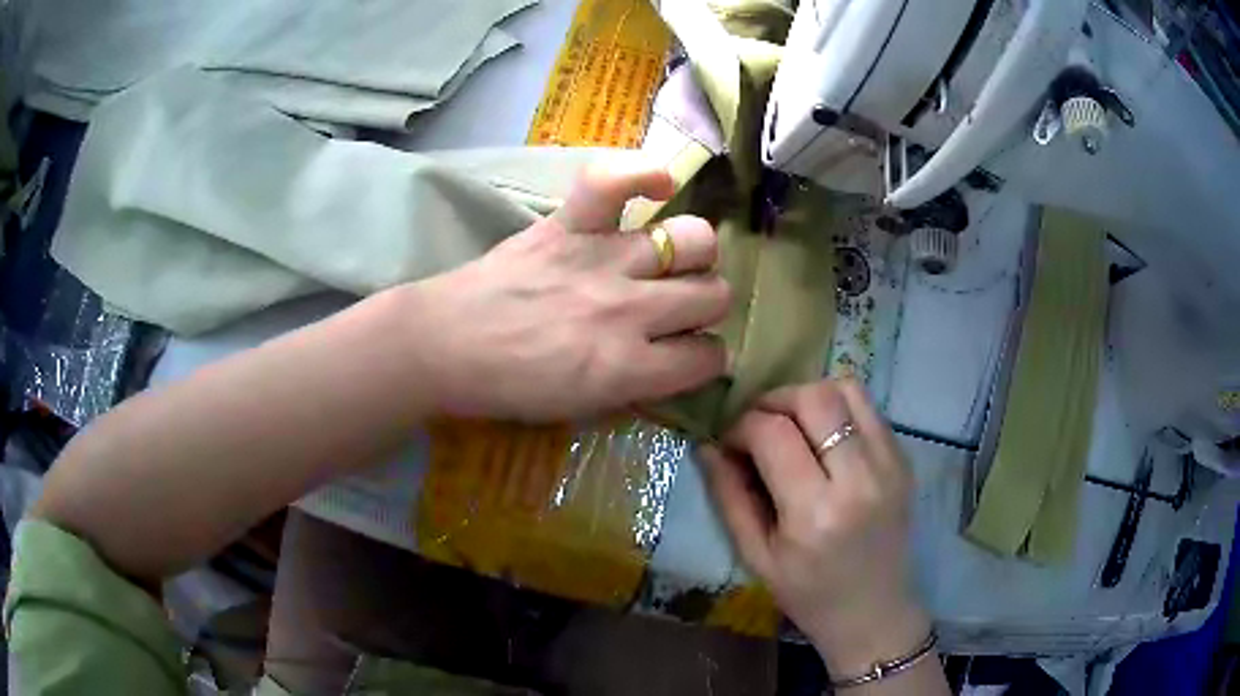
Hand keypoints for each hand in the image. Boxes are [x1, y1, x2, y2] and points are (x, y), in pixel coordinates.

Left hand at [398, 162, 729, 420]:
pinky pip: (615, 181)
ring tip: (674, 258)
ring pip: (694, 239)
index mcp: (628, 369)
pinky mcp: (569, 225)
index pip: (708, 358)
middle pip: (714, 295)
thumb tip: (673, 360)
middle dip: (708, 305)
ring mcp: (602, 259)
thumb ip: (639, 386)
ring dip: (695, 253)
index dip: (706, 358)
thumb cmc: (508, 387)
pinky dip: (641, 175)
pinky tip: (658, 186)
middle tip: (681, 308)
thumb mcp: (583, 409)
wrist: (445, 347)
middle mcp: (629, 310)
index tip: (690, 355)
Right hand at [700, 379, 928, 674]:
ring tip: (792, 425)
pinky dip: (838, 409)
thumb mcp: (756, 556)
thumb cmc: (808, 594)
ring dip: (809, 396)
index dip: (741, 425)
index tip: (729, 442)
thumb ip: (729, 496)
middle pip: (814, 397)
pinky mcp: (905, 459)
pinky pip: (868, 408)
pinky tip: (823, 439)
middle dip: (775, 400)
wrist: (874, 611)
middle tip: (759, 426)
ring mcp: (891, 464)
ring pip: (847, 389)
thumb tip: (707, 445)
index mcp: (816, 513)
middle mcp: (860, 478)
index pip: (773, 433)